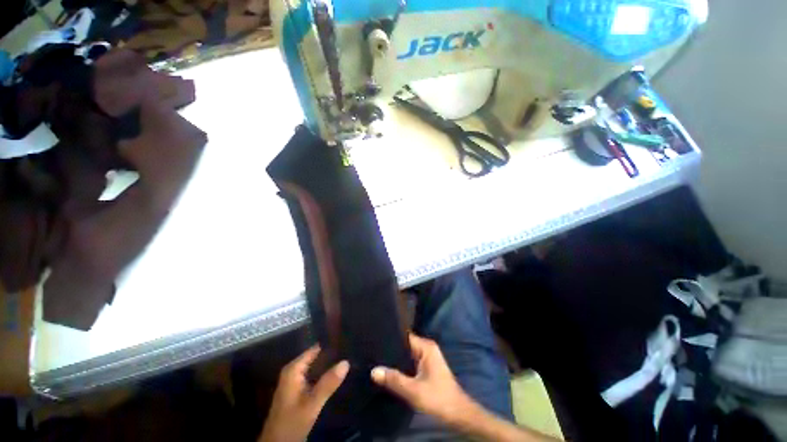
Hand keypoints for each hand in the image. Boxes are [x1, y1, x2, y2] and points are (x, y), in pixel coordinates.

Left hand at [258, 346, 348, 441]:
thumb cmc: (291, 422)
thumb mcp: (311, 404)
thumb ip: (328, 383)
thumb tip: (346, 362)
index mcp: (293, 369)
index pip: (315, 349)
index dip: (330, 344)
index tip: (347, 341)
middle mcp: (293, 370)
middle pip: (316, 357)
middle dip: (332, 355)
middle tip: (350, 350)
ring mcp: (295, 380)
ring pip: (316, 367)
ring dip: (329, 365)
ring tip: (348, 358)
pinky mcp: (298, 390)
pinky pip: (314, 375)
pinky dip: (325, 374)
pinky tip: (337, 375)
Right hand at [371, 334, 478, 426]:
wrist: (457, 414)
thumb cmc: (437, 398)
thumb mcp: (413, 390)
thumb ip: (394, 379)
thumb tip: (374, 371)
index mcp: (426, 347)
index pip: (405, 336)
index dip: (391, 337)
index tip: (376, 339)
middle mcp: (427, 348)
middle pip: (405, 344)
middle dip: (392, 349)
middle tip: (374, 351)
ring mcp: (428, 357)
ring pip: (407, 354)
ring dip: (396, 358)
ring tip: (378, 358)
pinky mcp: (427, 367)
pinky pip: (411, 361)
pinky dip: (402, 365)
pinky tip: (390, 369)